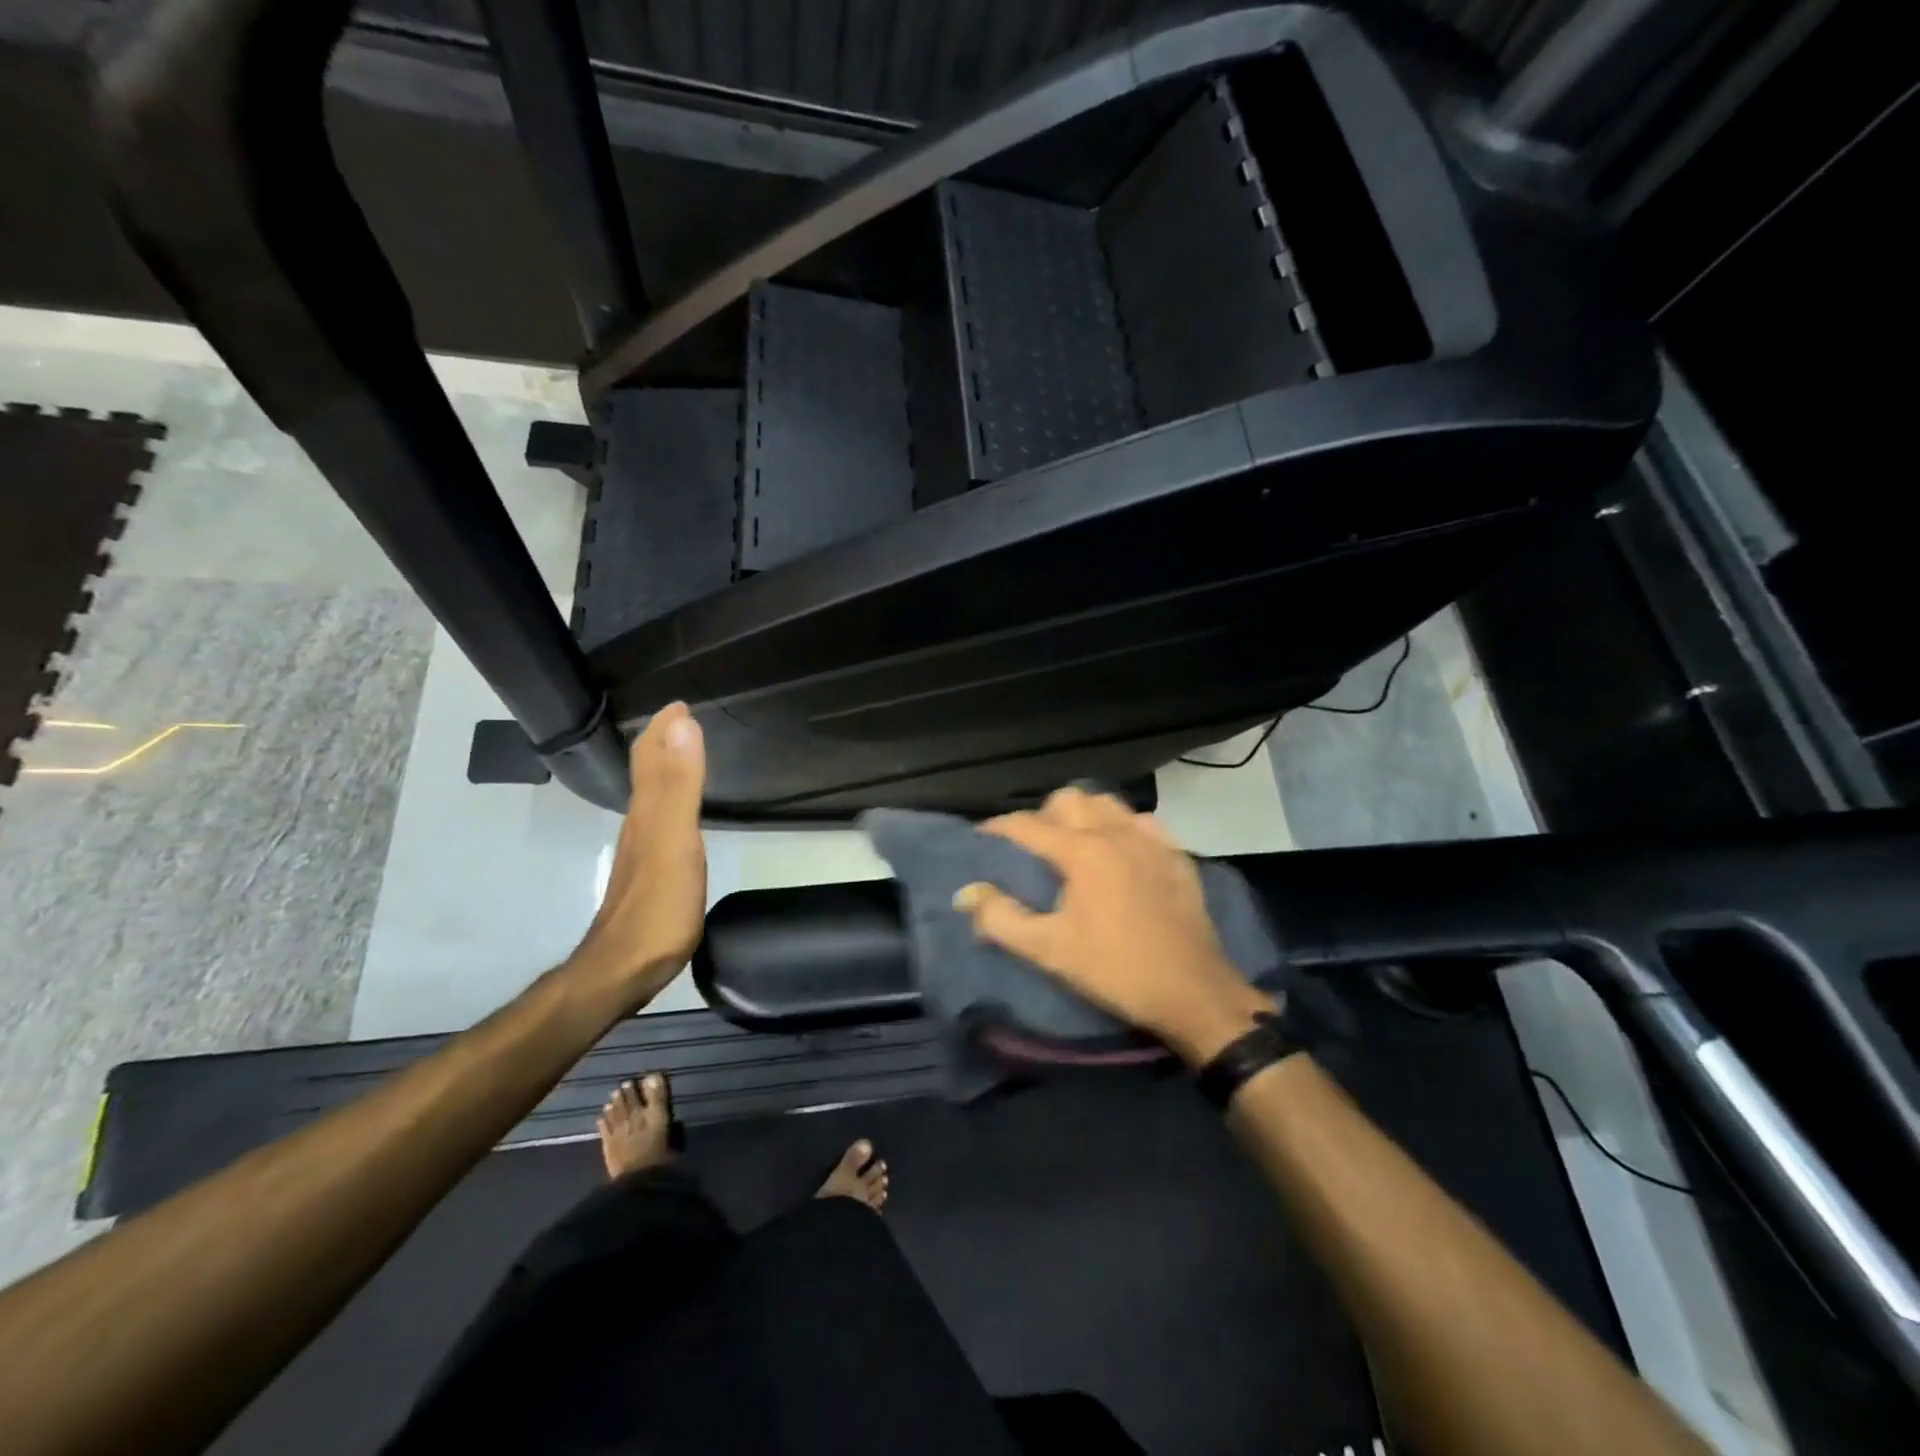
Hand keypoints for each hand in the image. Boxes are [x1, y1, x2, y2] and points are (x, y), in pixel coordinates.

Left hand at [567, 702, 706, 1009]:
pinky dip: (669, 801)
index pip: (651, 756)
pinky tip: (677, 813)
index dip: (664, 728)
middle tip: (683, 720)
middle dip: (663, 741)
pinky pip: (659, 821)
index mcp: (647, 811)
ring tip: (683, 753)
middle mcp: (640, 824)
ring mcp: (642, 851)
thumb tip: (682, 722)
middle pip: (646, 772)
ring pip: (650, 795)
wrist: (622, 970)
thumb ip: (680, 784)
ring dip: (665, 768)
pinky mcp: (650, 874)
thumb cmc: (657, 907)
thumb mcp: (675, 840)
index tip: (681, 703)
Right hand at [954, 787, 1273, 1064]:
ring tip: (1073, 845)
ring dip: (1083, 814)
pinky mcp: (1176, 854)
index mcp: (1082, 852)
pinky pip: (1140, 821)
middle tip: (1033, 849)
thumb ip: (1001, 919)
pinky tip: (1118, 853)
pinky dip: (1120, 826)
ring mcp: (1151, 839)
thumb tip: (967, 893)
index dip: (998, 829)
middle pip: (1068, 799)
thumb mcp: (1050, 951)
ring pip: (1106, 802)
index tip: (982, 841)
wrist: (1193, 992)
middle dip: (1043, 815)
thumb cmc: (1116, 970)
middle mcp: (1115, 833)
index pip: (1027, 825)